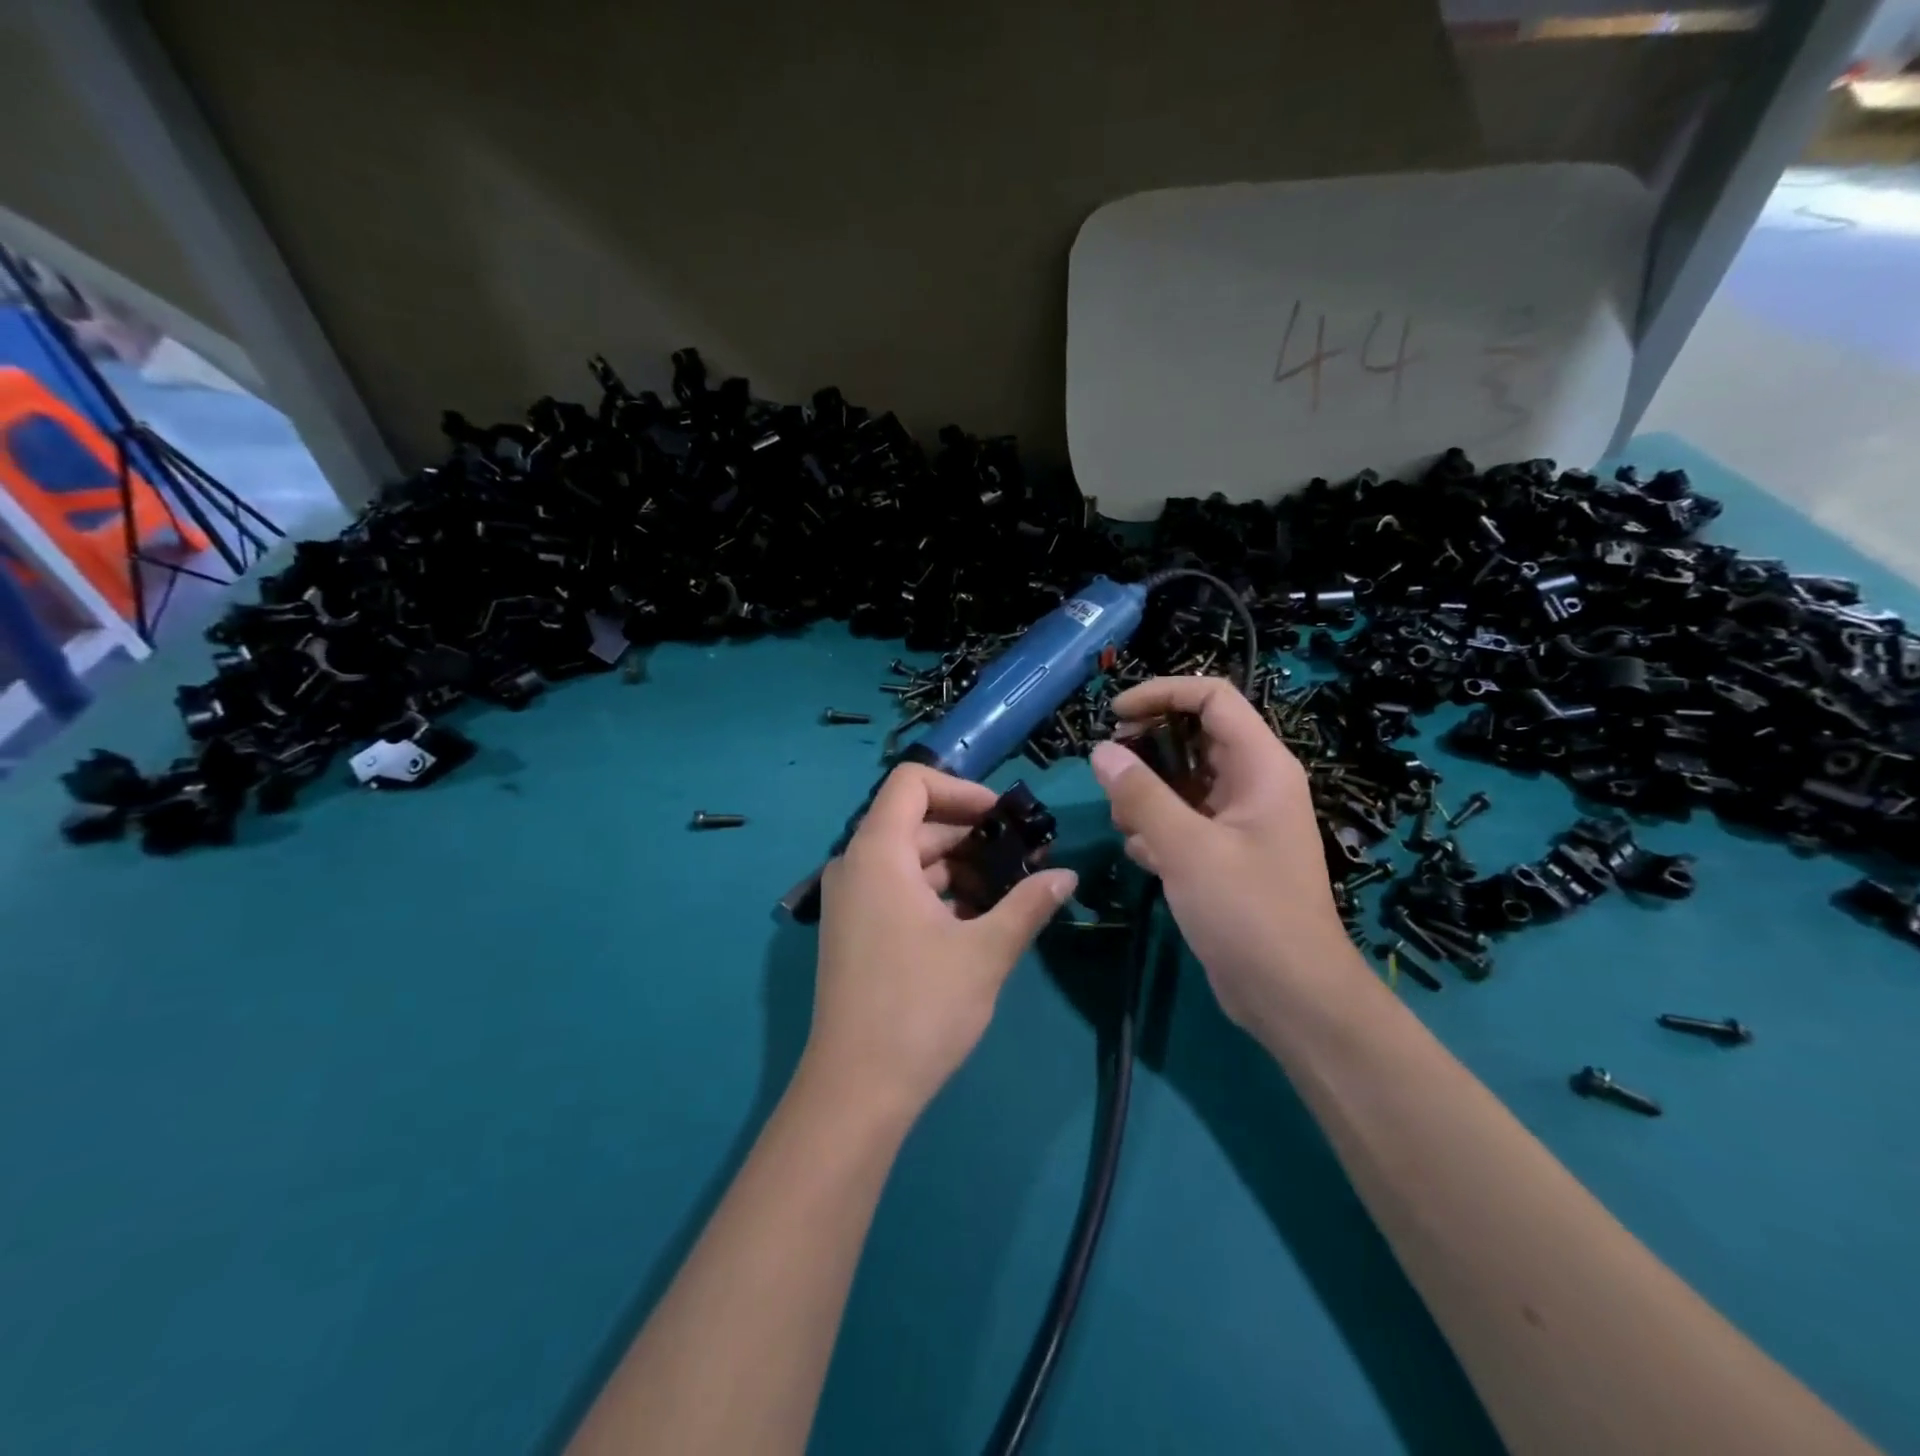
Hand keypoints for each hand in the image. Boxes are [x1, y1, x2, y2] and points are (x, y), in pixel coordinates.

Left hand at [807, 765, 1077, 1119]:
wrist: (857, 1090)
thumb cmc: (920, 1008)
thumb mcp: (986, 952)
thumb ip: (1028, 904)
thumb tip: (1067, 876)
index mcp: (877, 854)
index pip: (912, 782)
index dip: (962, 789)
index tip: (1004, 818)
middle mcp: (855, 866)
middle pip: (915, 822)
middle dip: (971, 835)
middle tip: (1023, 860)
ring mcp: (851, 900)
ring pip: (910, 859)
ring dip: (959, 867)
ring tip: (1009, 893)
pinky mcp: (855, 930)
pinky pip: (898, 889)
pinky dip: (937, 893)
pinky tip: (977, 921)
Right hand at [1088, 677, 1356, 1029]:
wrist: (1291, 995)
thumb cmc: (1248, 912)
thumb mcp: (1187, 848)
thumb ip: (1141, 795)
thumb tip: (1102, 751)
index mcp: (1261, 767)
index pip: (1213, 698)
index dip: (1162, 694)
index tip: (1115, 715)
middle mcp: (1254, 784)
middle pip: (1195, 737)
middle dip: (1148, 750)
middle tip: (1111, 774)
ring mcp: (1241, 821)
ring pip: (1184, 782)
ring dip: (1148, 794)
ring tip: (1125, 824)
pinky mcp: (1227, 854)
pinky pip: (1185, 820)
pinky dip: (1159, 829)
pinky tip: (1144, 857)